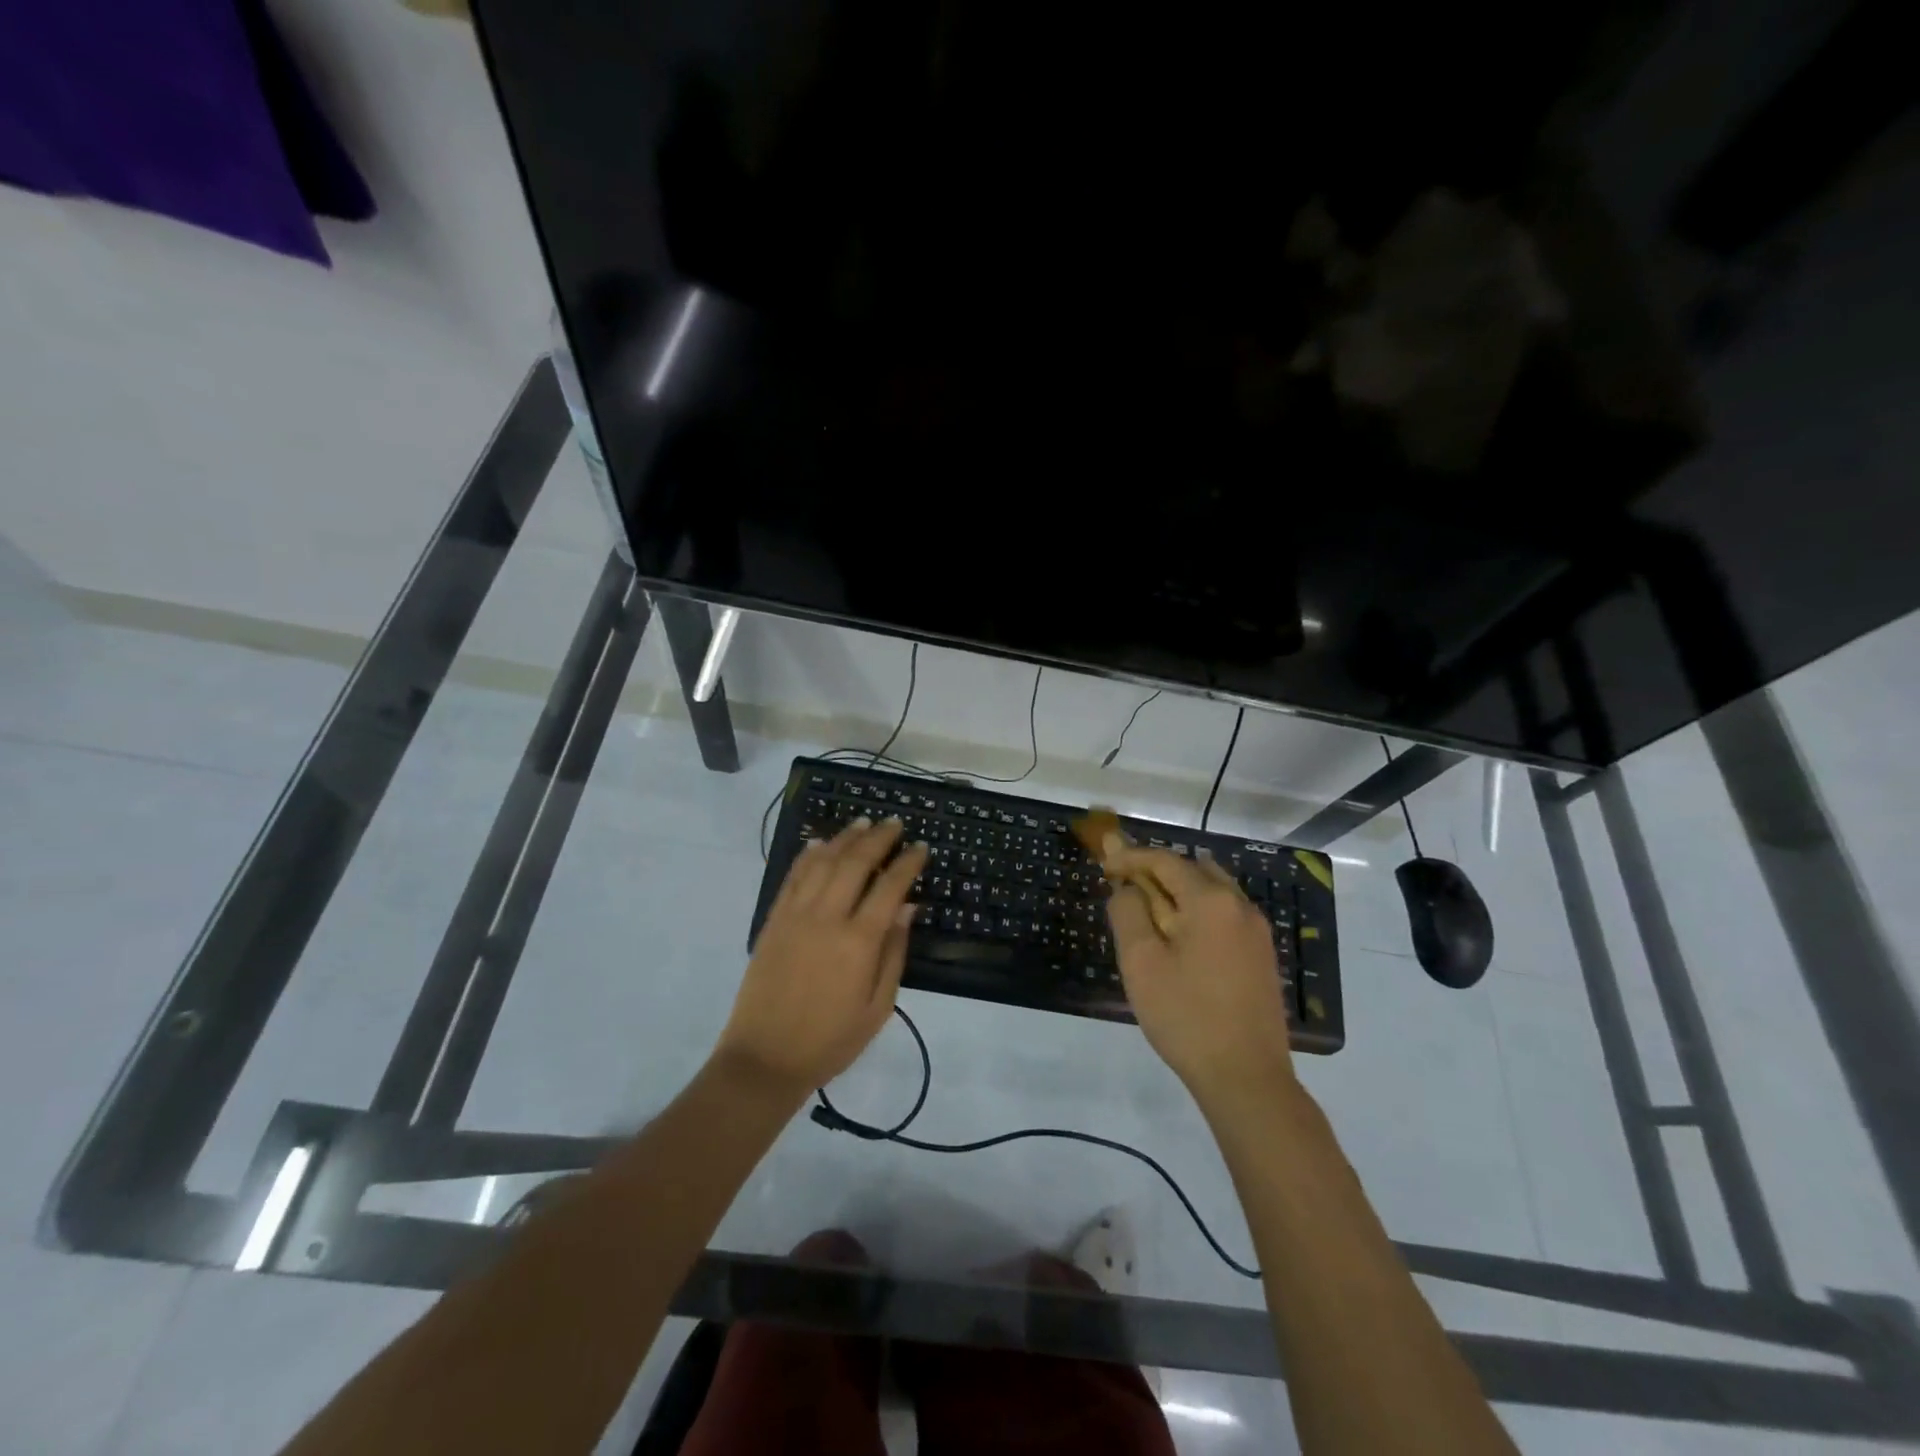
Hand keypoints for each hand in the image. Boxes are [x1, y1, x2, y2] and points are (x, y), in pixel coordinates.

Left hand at [716, 817, 928, 1098]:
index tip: (920, 847)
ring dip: (845, 838)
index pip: (890, 887)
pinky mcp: (773, 920)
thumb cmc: (830, 1040)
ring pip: (823, 862)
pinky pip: (793, 877)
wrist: (764, 1059)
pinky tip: (820, 843)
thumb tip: (908, 908)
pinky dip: (808, 855)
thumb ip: (894, 954)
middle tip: (894, 824)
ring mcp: (795, 915)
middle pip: (855, 863)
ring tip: (863, 823)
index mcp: (859, 942)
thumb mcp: (878, 1008)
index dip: (907, 862)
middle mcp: (827, 918)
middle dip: (878, 838)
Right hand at [1102, 839, 1294, 1104]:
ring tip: (1149, 912)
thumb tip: (1128, 888)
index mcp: (1211, 900)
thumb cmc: (1186, 1016)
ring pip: (1212, 892)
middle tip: (1124, 887)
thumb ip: (1128, 912)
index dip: (1130, 858)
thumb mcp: (1141, 962)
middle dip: (1155, 872)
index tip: (1104, 865)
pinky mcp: (1263, 956)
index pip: (1164, 861)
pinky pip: (1225, 915)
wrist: (1247, 1078)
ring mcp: (1257, 931)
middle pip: (1192, 870)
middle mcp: (1240, 905)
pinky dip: (1198, 912)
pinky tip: (1180, 939)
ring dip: (1178, 892)